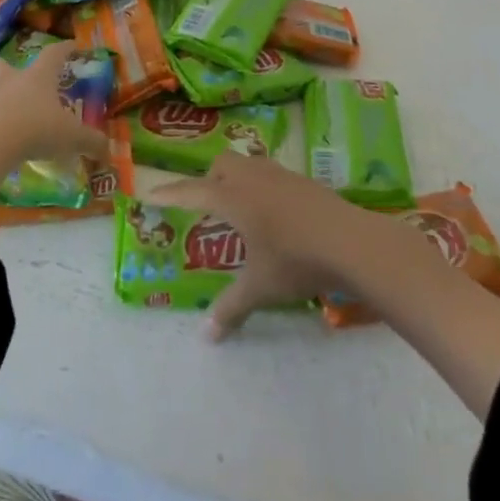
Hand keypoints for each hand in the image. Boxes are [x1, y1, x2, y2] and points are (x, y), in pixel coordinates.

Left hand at [0, 42, 101, 170]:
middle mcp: (8, 82)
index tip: (72, 45)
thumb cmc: (37, 131)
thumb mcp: (72, 138)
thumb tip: (109, 151)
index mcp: (37, 79)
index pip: (53, 54)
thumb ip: (92, 143)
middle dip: (2, 69)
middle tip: (11, 79)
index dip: (64, 48)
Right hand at [152, 153, 374, 339]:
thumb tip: (206, 335)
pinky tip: (275, 214)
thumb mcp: (260, 287)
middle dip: (209, 180)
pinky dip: (262, 187)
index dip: (169, 194)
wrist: (349, 241)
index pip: (191, 192)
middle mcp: (252, 178)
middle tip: (208, 207)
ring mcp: (280, 175)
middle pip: (221, 165)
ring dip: (237, 179)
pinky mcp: (303, 181)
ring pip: (248, 164)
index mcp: (232, 198)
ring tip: (240, 207)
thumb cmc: (295, 260)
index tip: (149, 193)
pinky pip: (271, 174)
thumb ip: (231, 307)